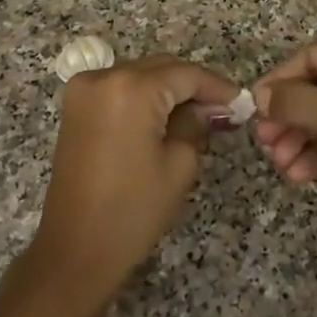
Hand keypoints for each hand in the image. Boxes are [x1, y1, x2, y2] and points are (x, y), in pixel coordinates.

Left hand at [33, 55, 238, 294]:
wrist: (76, 249)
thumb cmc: (133, 210)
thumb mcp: (178, 164)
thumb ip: (196, 124)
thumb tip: (211, 108)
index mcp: (131, 88)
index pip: (185, 74)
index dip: (216, 86)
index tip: (240, 101)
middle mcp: (103, 77)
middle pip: (161, 68)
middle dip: (192, 85)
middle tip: (223, 110)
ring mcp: (84, 91)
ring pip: (140, 75)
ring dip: (168, 90)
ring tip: (198, 115)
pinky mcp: (76, 107)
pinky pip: (119, 89)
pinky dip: (144, 97)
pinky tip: (166, 117)